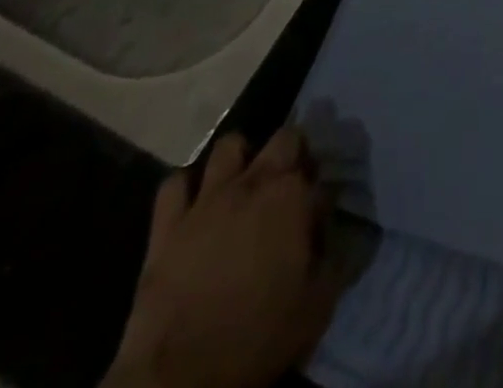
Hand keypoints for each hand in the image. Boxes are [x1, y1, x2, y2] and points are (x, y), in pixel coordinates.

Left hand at [102, 127, 346, 387]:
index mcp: (292, 197)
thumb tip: (334, 234)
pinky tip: (192, 206)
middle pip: (283, 138)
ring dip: (239, 159)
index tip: (318, 213)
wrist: (183, 376)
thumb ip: (333, 259)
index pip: (318, 173)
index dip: (320, 191)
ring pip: (228, 146)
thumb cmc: (259, 337)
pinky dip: (184, 189)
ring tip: (241, 183)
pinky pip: (174, 185)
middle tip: (289, 182)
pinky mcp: (168, 224)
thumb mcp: (317, 305)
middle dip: (292, 151)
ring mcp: (207, 199)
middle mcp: (253, 183)